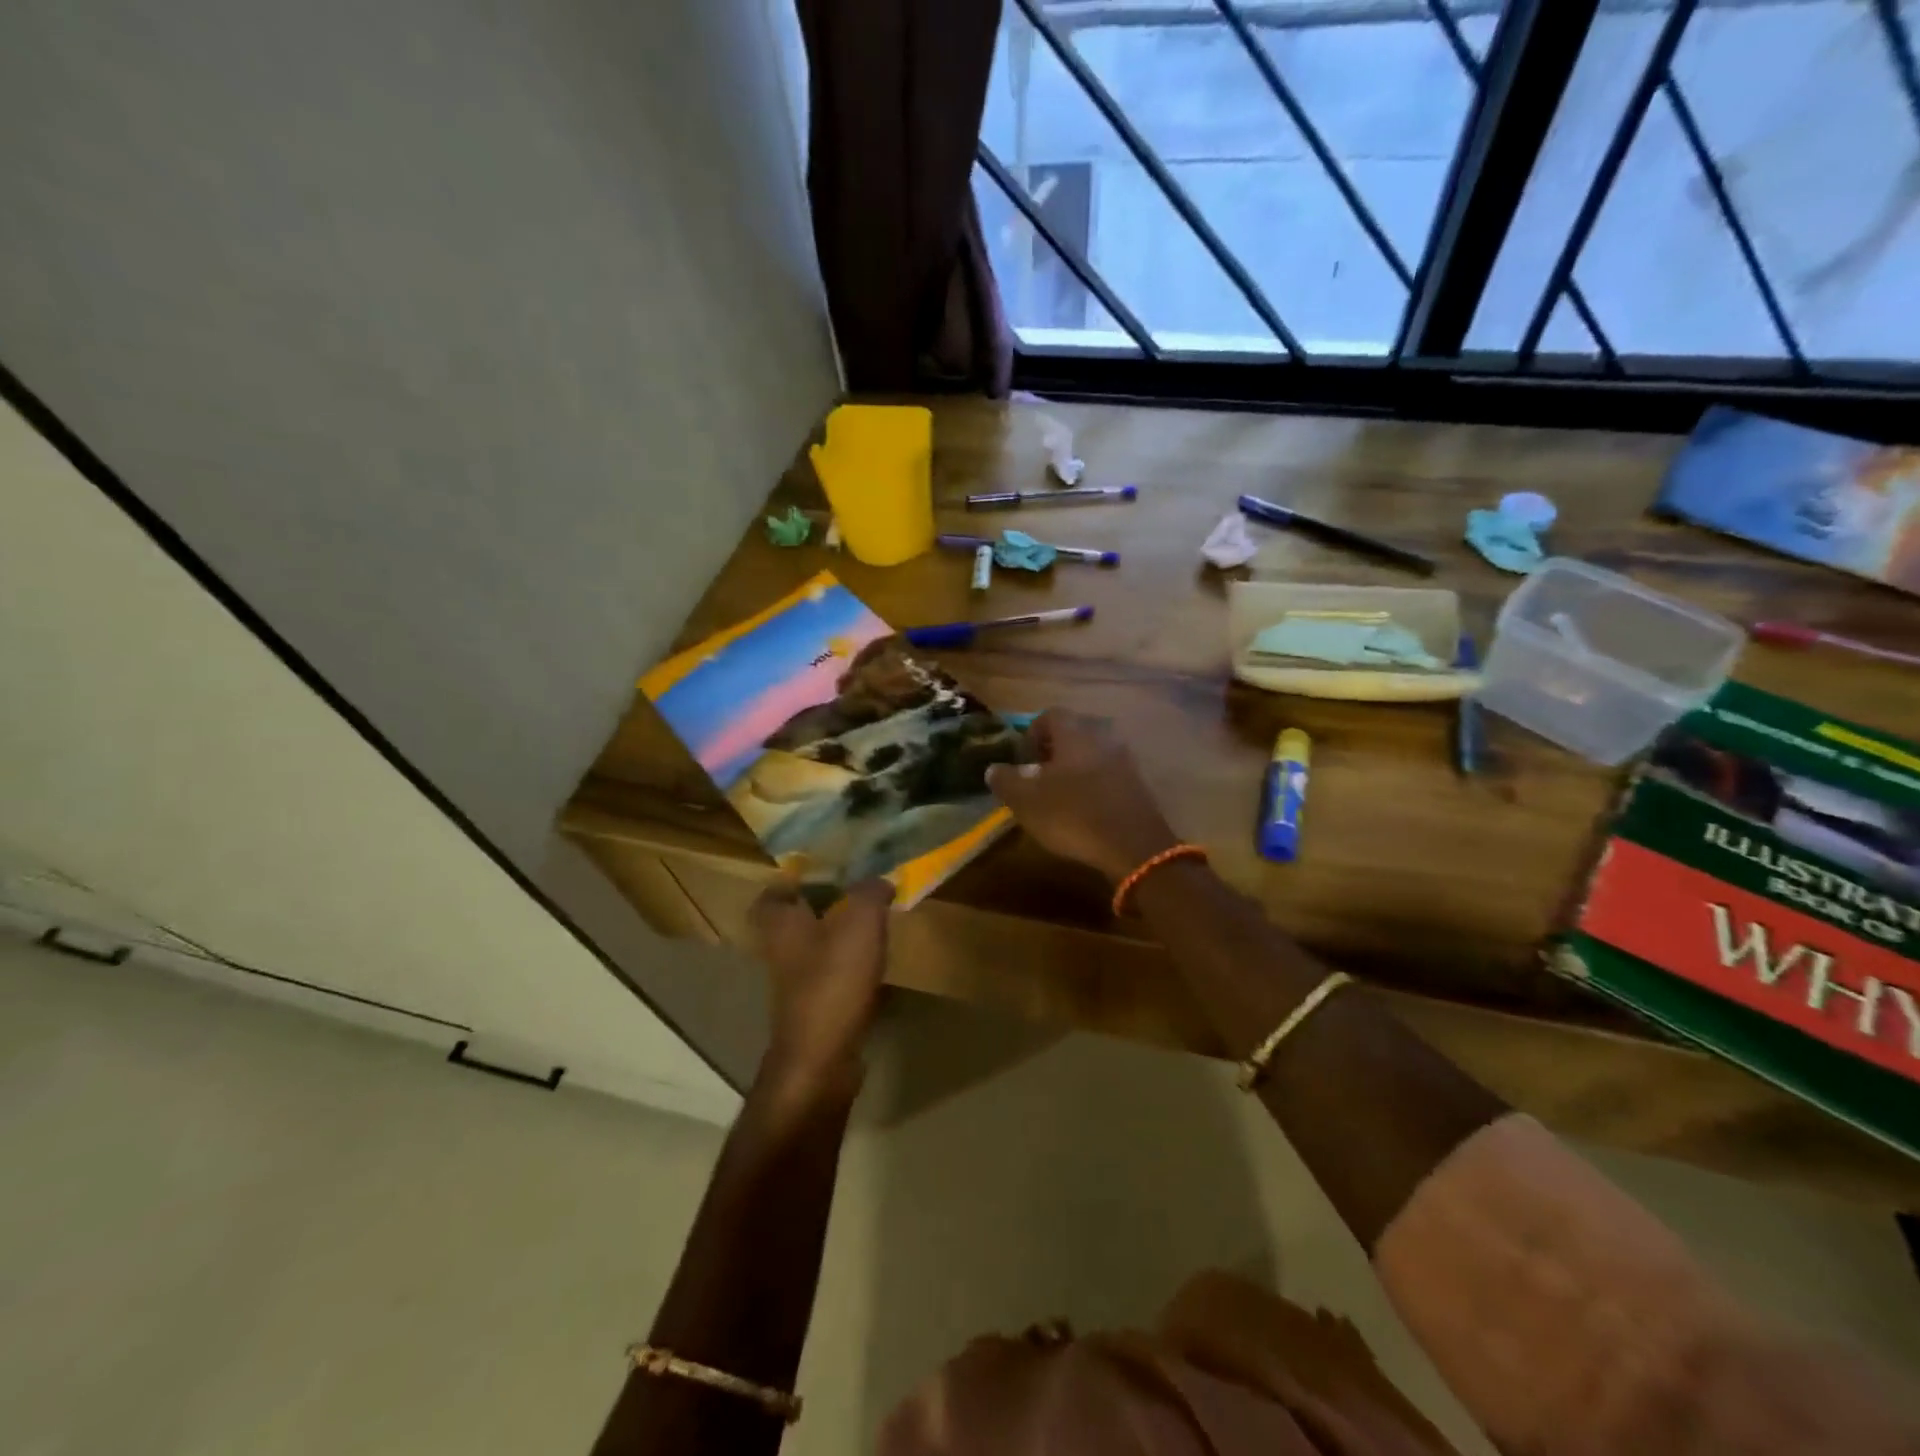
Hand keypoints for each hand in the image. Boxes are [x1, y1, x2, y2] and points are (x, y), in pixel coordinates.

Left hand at [750, 877, 895, 1098]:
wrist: (822, 1060)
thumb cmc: (832, 980)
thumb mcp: (860, 922)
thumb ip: (870, 893)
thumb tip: (881, 879)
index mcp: (781, 925)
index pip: (770, 896)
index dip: (788, 883)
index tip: (818, 873)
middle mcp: (781, 954)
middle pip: (794, 923)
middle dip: (820, 908)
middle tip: (854, 894)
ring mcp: (796, 987)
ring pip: (814, 951)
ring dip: (838, 939)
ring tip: (872, 925)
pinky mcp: (816, 1012)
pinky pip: (833, 979)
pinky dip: (851, 970)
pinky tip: (877, 966)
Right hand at [985, 710, 1177, 883]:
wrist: (1134, 847)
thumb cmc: (1073, 815)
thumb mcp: (1026, 801)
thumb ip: (1006, 780)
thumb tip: (994, 769)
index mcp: (1075, 732)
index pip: (1049, 715)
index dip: (1031, 734)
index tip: (1022, 760)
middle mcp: (1104, 736)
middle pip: (1074, 733)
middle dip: (1054, 751)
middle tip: (1038, 777)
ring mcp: (1126, 760)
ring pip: (1093, 754)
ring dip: (1075, 769)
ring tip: (1060, 796)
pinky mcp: (1139, 784)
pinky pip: (1109, 774)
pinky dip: (1095, 785)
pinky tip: (1085, 810)